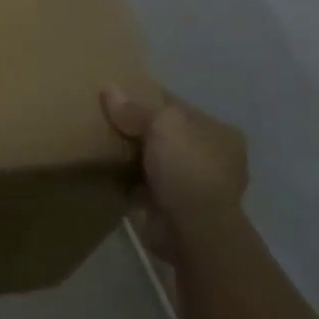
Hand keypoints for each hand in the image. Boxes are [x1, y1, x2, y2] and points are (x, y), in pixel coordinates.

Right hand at [101, 84, 248, 256]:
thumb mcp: (162, 123)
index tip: (116, 93)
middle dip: (137, 129)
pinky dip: (127, 180)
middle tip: (104, 119)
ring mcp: (193, 186)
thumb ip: (135, 108)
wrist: (192, 229)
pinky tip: (106, 170)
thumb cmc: (187, 167)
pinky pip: (143, 185)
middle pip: (165, 134)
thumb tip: (108, 89)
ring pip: (154, 160)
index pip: (177, 107)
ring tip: (99, 142)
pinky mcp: (173, 208)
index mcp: (219, 133)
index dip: (148, 98)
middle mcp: (211, 158)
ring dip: (132, 156)